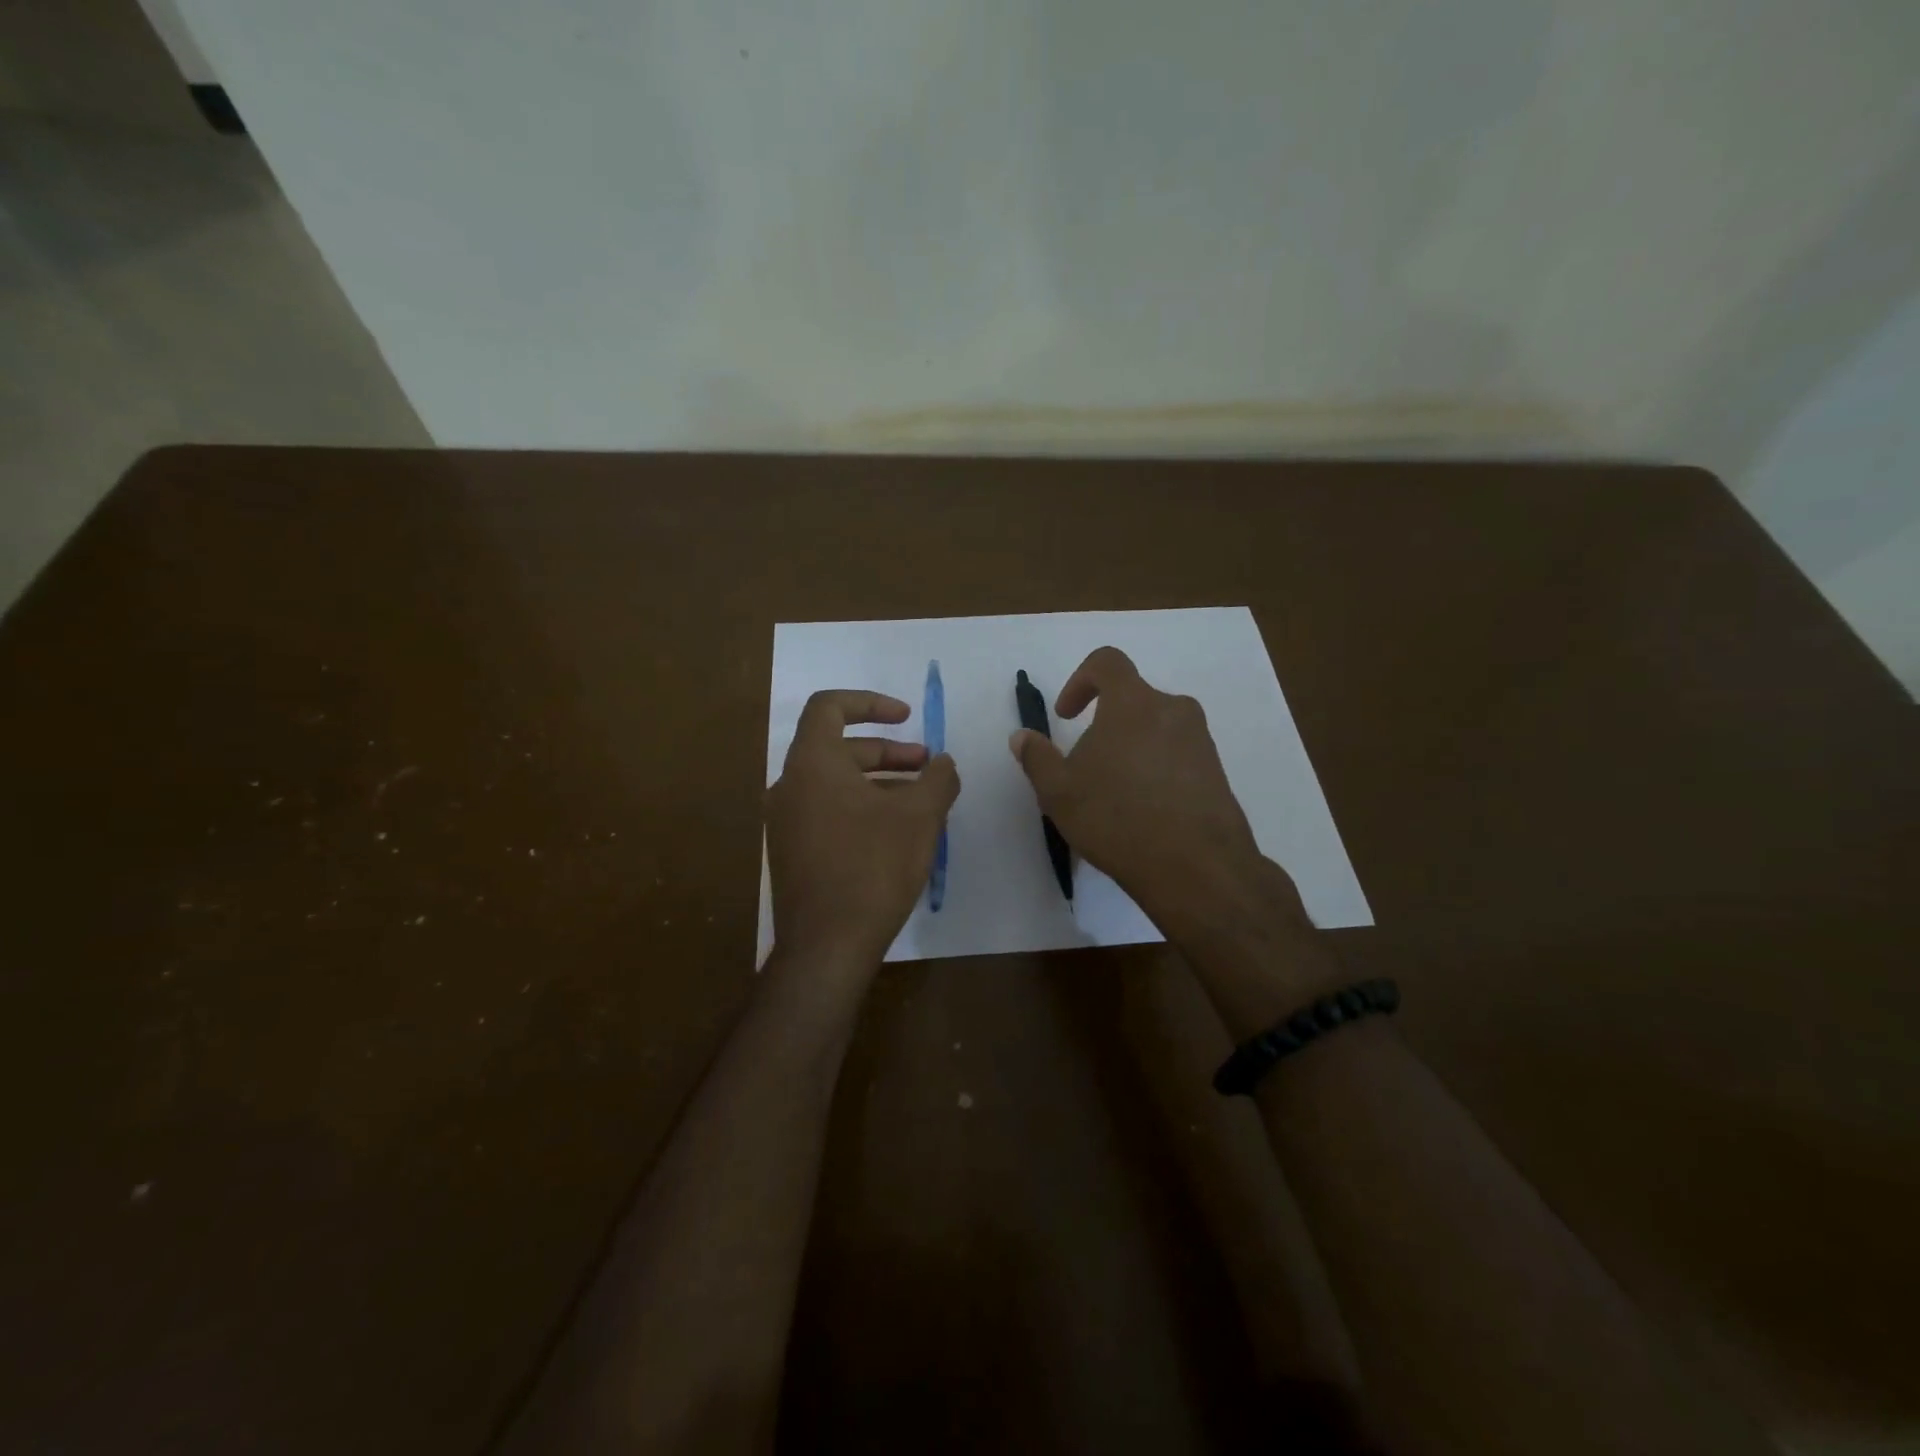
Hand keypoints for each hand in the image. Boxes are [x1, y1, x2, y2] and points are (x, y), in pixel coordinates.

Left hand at [767, 689, 961, 972]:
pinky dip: (860, 807)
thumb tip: (944, 764)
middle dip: (887, 752)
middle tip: (926, 767)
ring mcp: (785, 822)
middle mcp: (789, 785)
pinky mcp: (791, 852)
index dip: (870, 703)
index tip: (906, 717)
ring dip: (878, 782)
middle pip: (838, 748)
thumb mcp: (919, 816)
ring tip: (919, 802)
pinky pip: (827, 812)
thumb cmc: (873, 867)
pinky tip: (894, 833)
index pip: (830, 707)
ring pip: (835, 783)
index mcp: (812, 763)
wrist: (827, 946)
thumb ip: (937, 779)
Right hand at [1009, 647, 1307, 943]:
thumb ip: (1037, 758)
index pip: (1107, 662)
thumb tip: (1022, 737)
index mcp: (1133, 702)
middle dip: (1103, 725)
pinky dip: (1155, 769)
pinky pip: (1176, 755)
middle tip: (1085, 767)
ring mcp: (1200, 740)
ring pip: (1155, 729)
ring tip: (1113, 795)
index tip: (1066, 716)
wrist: (1196, 866)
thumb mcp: (1058, 792)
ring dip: (1130, 748)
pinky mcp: (1217, 771)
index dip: (1080, 680)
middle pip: (1132, 700)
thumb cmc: (1117, 818)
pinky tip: (1143, 811)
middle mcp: (1172, 710)